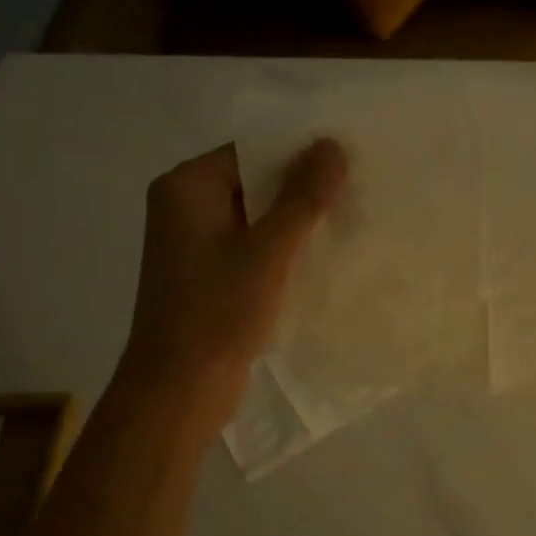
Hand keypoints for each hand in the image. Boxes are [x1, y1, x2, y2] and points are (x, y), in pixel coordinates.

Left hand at [119, 139, 346, 430]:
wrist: (178, 390)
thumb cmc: (218, 312)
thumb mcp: (268, 251)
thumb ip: (302, 197)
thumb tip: (332, 144)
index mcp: (186, 186)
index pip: (251, 151)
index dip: (300, 154)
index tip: (348, 162)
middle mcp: (184, 206)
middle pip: (253, 182)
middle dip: (302, 189)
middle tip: (357, 191)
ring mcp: (194, 244)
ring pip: (255, 217)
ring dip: (295, 222)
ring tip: (349, 220)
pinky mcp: (207, 275)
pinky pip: (250, 247)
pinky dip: (281, 249)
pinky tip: (322, 255)